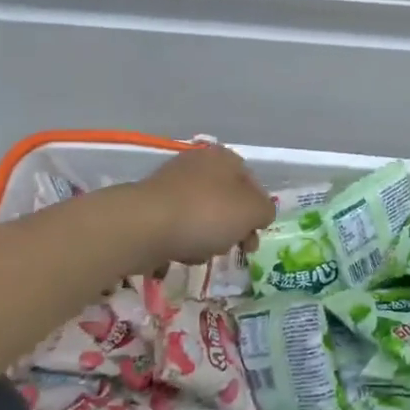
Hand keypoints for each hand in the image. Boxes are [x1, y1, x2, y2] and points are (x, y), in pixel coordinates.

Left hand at [130, 145, 274, 267]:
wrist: (144, 226)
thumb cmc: (207, 213)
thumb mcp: (253, 211)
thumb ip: (265, 211)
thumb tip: (260, 215)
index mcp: (225, 158)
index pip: (253, 184)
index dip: (258, 211)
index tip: (256, 235)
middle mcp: (199, 164)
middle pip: (228, 202)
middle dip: (233, 228)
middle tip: (235, 248)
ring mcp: (173, 184)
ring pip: (205, 216)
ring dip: (209, 237)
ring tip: (202, 251)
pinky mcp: (153, 206)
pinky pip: (180, 226)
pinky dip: (185, 241)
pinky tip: (181, 252)